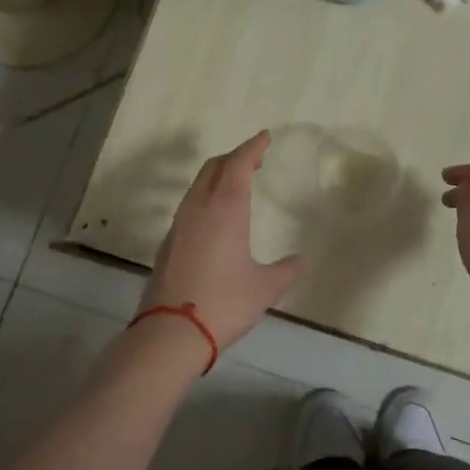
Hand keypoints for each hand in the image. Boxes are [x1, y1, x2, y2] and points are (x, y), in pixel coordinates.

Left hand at [142, 131, 304, 350]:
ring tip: (237, 182)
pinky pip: (190, 206)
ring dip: (218, 176)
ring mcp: (179, 225)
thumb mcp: (265, 288)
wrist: (170, 333)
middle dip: (234, 157)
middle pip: (214, 168)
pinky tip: (216, 216)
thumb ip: (287, 270)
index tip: (265, 137)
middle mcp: (199, 208)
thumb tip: (301, 260)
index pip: (239, 164)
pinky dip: (206, 197)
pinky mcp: (168, 243)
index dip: (252, 147)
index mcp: (225, 209)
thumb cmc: (224, 303)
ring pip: (198, 185)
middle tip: (254, 158)